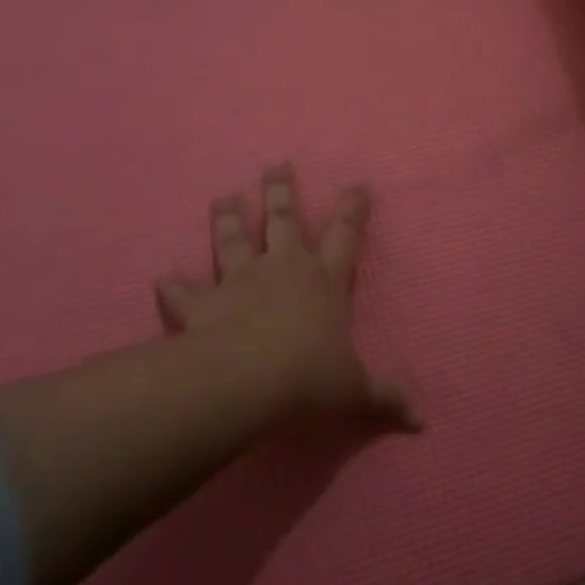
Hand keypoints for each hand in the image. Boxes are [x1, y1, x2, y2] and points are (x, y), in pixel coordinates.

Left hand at [154, 165, 418, 430]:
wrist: (245, 382)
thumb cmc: (309, 378)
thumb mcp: (355, 391)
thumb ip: (386, 399)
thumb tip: (422, 420)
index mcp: (324, 281)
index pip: (346, 235)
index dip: (353, 208)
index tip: (357, 184)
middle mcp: (283, 270)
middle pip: (283, 220)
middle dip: (282, 192)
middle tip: (276, 164)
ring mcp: (239, 282)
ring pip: (233, 240)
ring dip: (228, 218)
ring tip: (224, 196)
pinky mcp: (202, 305)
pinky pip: (183, 292)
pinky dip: (172, 285)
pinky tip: (161, 276)